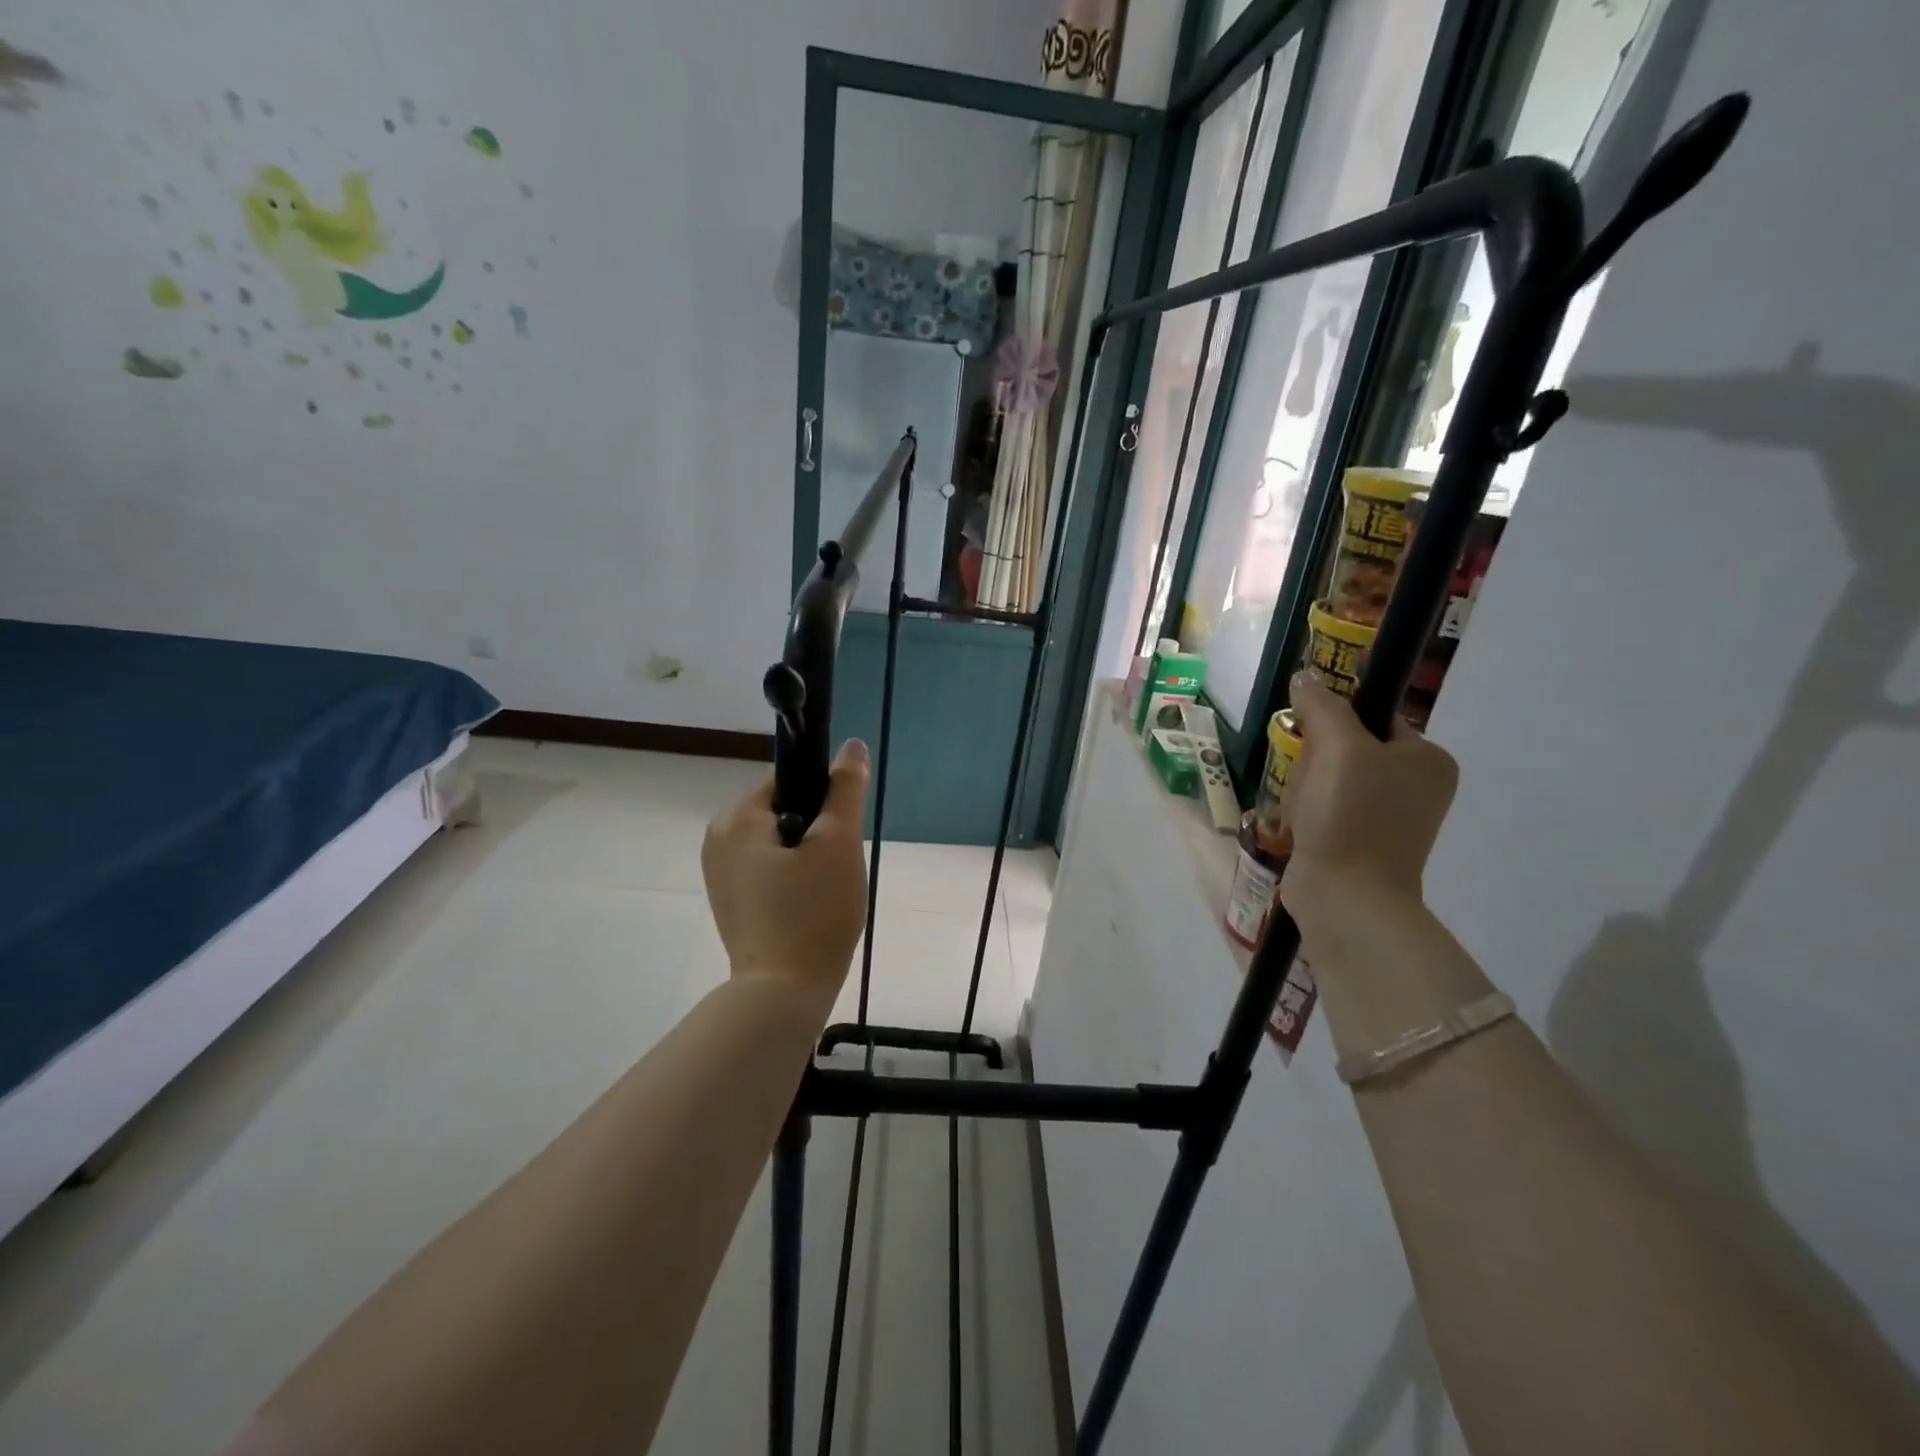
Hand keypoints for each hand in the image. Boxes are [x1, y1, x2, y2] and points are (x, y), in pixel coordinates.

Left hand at [702, 740, 870, 1002]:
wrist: (783, 995)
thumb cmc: (813, 913)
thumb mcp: (839, 843)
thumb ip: (845, 789)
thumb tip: (851, 746)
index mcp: (736, 819)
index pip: (788, 781)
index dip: (823, 799)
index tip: (841, 833)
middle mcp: (717, 840)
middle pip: (783, 811)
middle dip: (817, 832)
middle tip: (836, 868)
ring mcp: (720, 874)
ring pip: (779, 843)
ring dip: (808, 857)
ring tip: (826, 891)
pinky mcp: (731, 902)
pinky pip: (769, 871)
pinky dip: (793, 880)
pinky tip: (810, 907)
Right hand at [1279, 672, 1457, 923]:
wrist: (1346, 898)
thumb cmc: (1350, 815)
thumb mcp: (1338, 747)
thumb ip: (1322, 705)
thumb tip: (1306, 676)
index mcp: (1428, 760)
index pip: (1373, 717)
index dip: (1334, 723)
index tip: (1311, 741)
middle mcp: (1417, 787)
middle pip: (1346, 749)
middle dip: (1314, 762)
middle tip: (1308, 783)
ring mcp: (1390, 819)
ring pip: (1330, 780)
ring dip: (1304, 790)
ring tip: (1302, 811)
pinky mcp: (1362, 843)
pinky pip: (1326, 810)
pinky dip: (1307, 815)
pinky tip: (1301, 828)